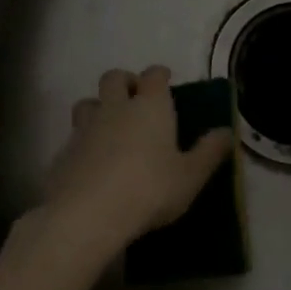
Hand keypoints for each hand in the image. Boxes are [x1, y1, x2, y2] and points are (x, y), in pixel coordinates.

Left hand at [35, 65, 233, 259]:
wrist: (88, 214)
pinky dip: (82, 143)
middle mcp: (116, 107)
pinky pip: (73, 137)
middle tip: (135, 99)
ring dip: (98, 107)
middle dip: (125, 82)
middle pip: (114, 77)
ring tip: (109, 127)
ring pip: (87, 103)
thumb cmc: (149, 189)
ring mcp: (85, 128)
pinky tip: (90, 164)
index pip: (154, 75)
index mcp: (150, 105)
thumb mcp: (191, 176)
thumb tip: (227, 131)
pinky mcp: (63, 152)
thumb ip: (210, 151)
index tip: (166, 80)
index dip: (160, 75)